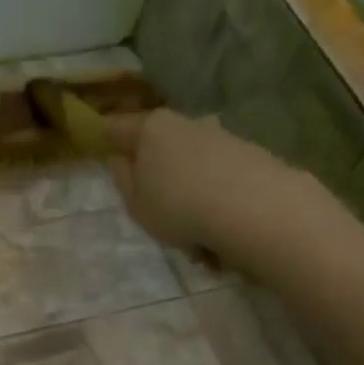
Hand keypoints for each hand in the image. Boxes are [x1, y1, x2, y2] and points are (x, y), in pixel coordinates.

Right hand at [103, 108, 285, 252]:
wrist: (256, 210)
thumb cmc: (179, 207)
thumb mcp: (136, 204)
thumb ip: (124, 180)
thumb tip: (123, 159)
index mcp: (152, 129)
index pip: (118, 128)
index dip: (108, 142)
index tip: (108, 161)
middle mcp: (188, 123)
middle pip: (161, 147)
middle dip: (158, 176)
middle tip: (157, 213)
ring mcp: (223, 138)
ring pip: (194, 168)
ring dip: (191, 197)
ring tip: (197, 241)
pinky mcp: (253, 157)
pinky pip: (221, 183)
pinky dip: (217, 206)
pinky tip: (221, 239)